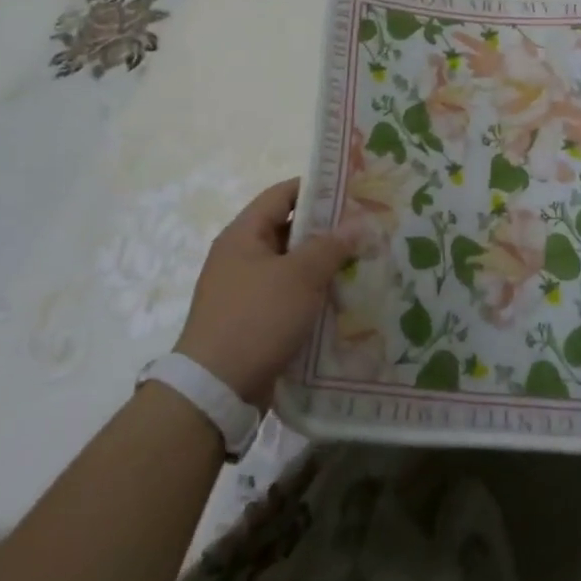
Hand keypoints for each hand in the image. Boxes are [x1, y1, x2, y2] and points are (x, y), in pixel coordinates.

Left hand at [175, 178, 356, 406]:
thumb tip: (359, 222)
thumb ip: (331, 245)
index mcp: (243, 234)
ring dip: (323, 267)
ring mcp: (245, 291)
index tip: (352, 191)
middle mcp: (241, 256)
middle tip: (366, 230)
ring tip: (362, 265)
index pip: (283, 194)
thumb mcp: (300, 276)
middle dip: (327, 231)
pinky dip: (312, 297)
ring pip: (291, 267)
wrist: (214, 391)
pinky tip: (342, 303)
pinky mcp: (252, 322)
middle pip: (289, 230)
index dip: (317, 188)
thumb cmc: (256, 318)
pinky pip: (288, 298)